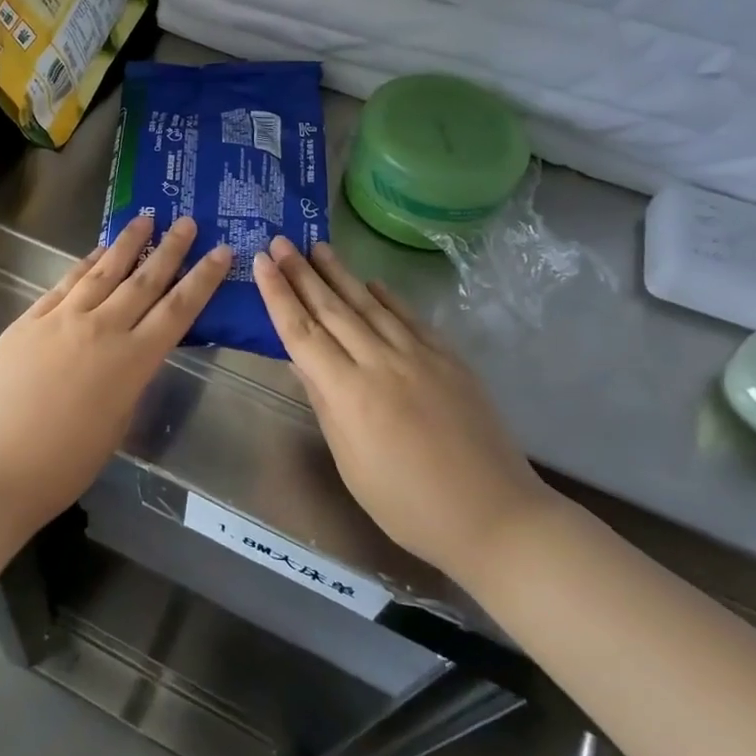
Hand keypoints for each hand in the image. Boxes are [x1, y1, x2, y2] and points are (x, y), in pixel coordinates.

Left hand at [0, 214, 230, 527]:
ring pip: (102, 272)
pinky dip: (84, 265)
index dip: (202, 279)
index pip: (178, 310)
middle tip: (187, 221)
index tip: (221, 251)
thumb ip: (129, 379)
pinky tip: (95, 253)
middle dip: (170, 249)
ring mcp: (60, 320)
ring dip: (126, 244)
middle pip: (143, 280)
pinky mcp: (28, 321)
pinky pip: (64, 284)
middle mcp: (101, 329)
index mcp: (131, 362)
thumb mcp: (116, 423)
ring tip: (144, 219)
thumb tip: (132, 352)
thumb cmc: (64, 464)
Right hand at [253, 236, 551, 579]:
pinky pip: (410, 318)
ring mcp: (419, 355)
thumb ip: (324, 403)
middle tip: (281, 240)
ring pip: (370, 305)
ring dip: (341, 274)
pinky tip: (373, 282)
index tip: (262, 262)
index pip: (302, 332)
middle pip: (332, 309)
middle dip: (302, 273)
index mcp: (348, 393)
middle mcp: (380, 363)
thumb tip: (299, 361)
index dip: (278, 295)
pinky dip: (388, 297)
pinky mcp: (448, 358)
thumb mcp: (350, 461)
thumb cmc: (407, 504)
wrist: (492, 514)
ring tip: (318, 247)